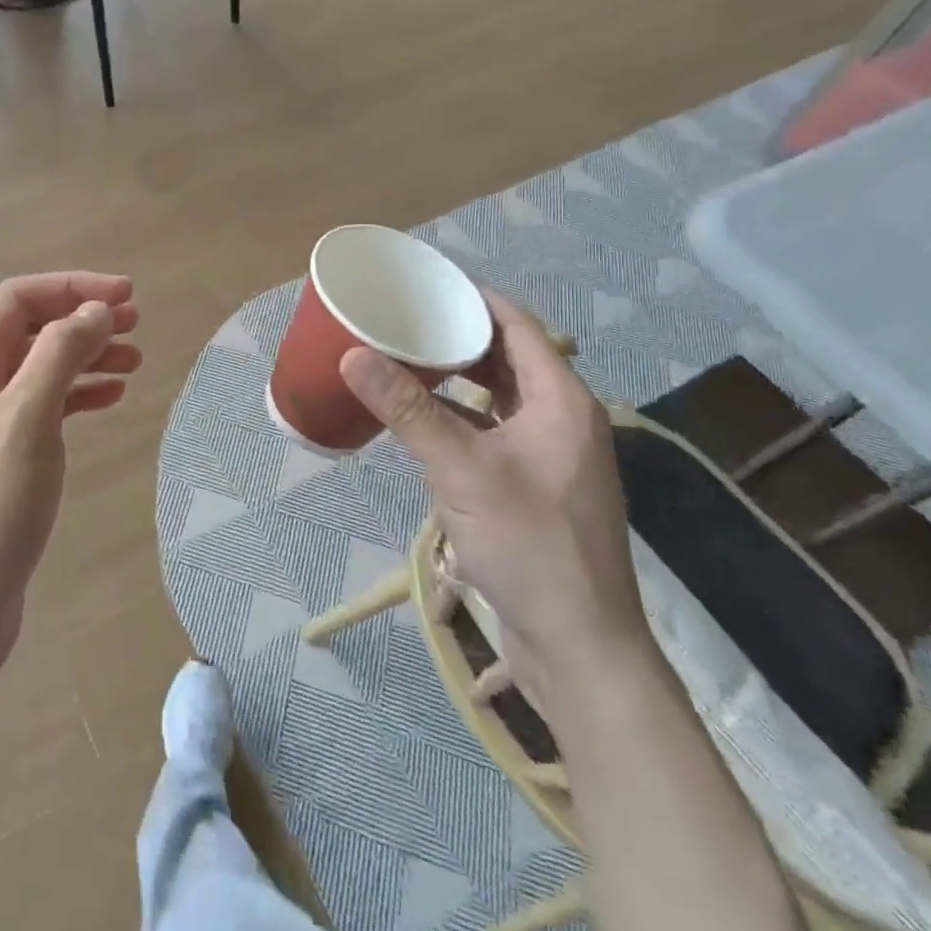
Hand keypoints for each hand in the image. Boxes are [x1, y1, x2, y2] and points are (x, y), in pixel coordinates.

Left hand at [0, 273, 140, 675]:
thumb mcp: (26, 421)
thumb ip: (60, 355)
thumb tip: (96, 310)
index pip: (16, 300)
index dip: (72, 288)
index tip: (127, 296)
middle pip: (28, 331)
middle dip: (81, 320)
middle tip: (136, 324)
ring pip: (38, 369)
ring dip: (84, 358)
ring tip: (134, 361)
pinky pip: (40, 407)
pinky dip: (75, 396)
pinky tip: (109, 398)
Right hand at [338, 291, 650, 704]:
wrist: (578, 644)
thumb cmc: (529, 544)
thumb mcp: (461, 469)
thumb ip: (407, 409)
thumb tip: (352, 354)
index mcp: (561, 401)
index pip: (518, 326)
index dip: (474, 299)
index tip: (423, 286)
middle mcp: (561, 419)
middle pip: (507, 358)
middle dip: (457, 337)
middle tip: (401, 321)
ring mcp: (549, 456)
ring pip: (498, 398)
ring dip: (455, 379)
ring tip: (402, 360)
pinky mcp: (532, 487)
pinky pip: (491, 432)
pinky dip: (458, 418)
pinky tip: (419, 421)